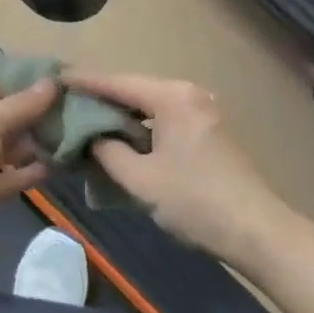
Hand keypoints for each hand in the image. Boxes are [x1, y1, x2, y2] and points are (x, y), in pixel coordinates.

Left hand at [0, 75, 56, 253]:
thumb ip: (22, 105)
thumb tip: (52, 82)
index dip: (25, 81)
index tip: (59, 81)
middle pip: (5, 115)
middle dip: (34, 115)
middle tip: (73, 111)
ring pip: (7, 148)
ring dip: (33, 145)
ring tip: (69, 138)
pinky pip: (7, 177)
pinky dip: (26, 173)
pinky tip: (53, 168)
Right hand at [68, 71, 283, 260]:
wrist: (258, 232)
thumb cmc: (195, 201)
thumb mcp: (141, 180)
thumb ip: (108, 152)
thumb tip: (91, 139)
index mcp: (172, 97)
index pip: (117, 82)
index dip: (84, 82)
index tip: (55, 80)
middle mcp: (188, 94)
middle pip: (133, 89)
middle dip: (100, 97)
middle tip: (66, 102)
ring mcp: (202, 111)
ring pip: (149, 105)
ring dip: (120, 114)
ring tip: (86, 120)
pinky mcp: (208, 131)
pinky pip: (163, 118)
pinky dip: (140, 126)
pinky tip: (121, 138)